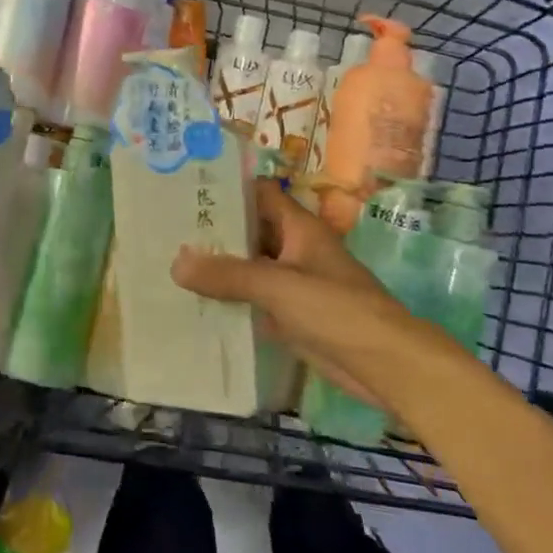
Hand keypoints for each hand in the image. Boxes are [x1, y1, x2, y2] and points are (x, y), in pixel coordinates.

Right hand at [171, 180, 421, 406]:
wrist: (386, 365)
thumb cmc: (337, 310)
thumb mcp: (278, 286)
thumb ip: (227, 275)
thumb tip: (175, 264)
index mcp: (299, 228)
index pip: (259, 193)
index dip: (227, 188)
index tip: (187, 187)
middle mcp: (295, 249)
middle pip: (250, 230)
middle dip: (214, 229)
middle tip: (167, 228)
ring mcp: (294, 283)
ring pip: (249, 266)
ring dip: (219, 267)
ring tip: (170, 262)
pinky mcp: (292, 315)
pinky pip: (254, 299)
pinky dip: (230, 298)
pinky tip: (196, 302)